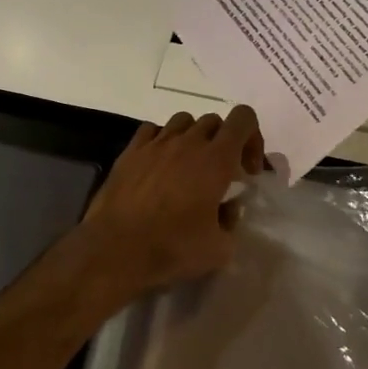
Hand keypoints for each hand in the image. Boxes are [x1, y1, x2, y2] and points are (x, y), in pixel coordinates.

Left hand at [67, 106, 265, 301]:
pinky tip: (159, 165)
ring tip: (188, 167)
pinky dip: (162, 140)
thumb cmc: (172, 248)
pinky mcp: (130, 151)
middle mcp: (187, 142)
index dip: (252, 138)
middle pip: (213, 121)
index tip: (247, 170)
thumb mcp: (219, 249)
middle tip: (220, 174)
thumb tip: (227, 208)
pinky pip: (152, 130)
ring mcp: (156, 143)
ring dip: (193, 137)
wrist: (115, 248)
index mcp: (215, 160)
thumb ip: (231, 222)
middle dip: (223, 142)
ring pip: (183, 121)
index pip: (243, 119)